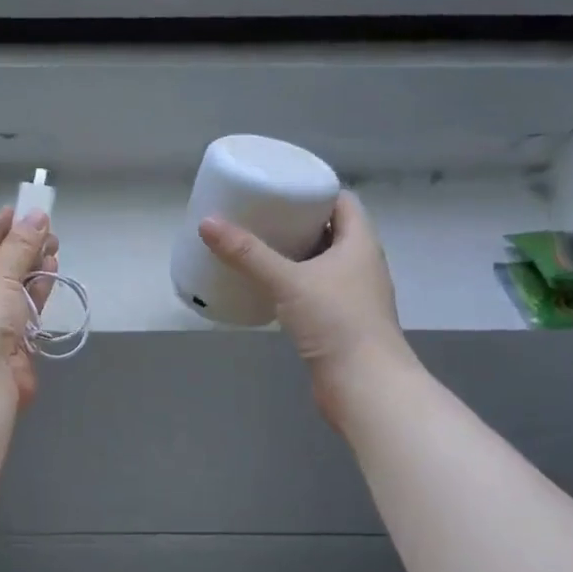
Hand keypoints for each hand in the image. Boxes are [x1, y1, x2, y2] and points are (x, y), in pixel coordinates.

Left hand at [0, 207, 57, 408]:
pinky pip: (22, 310)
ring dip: (31, 268)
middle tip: (48, 230)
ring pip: (10, 288)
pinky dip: (36, 292)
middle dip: (20, 248)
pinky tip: (52, 273)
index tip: (23, 210)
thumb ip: (20, 245)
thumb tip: (38, 216)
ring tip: (55, 247)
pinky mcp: (5, 343)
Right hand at [199, 192, 412, 418]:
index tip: (282, 186)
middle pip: (331, 231)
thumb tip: (207, 223)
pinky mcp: (340, 321)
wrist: (364, 385)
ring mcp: (353, 295)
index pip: (343, 202)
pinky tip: (268, 287)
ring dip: (295, 253)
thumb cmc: (335, 322)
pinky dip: (294, 283)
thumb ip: (247, 254)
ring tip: (257, 246)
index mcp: (360, 244)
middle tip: (260, 214)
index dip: (316, 190)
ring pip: (323, 263)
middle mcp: (362, 265)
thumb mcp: (287, 281)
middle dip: (298, 221)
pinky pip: (316, 290)